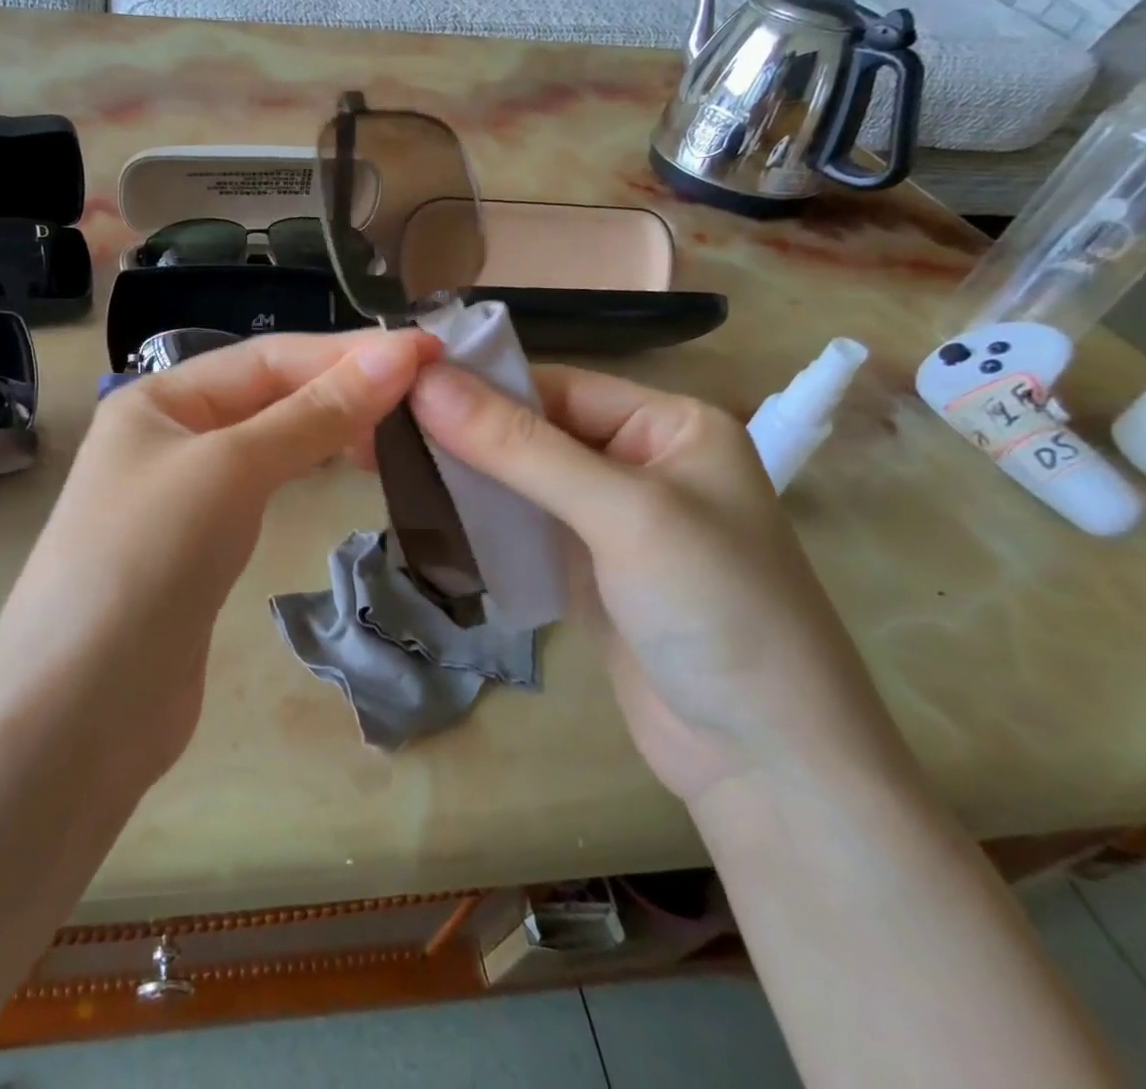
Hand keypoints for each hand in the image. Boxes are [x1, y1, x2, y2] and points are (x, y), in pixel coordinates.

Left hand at [0, 328, 440, 783]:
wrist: (79, 710)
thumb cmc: (147, 560)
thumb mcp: (231, 469)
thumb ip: (313, 414)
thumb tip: (396, 355)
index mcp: (158, 400)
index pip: (267, 358)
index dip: (347, 352)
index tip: (427, 352)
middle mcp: (168, 437)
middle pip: (269, 395)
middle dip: (343, 387)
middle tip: (426, 393)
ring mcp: (183, 495)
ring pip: (270, 442)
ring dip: (330, 427)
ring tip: (399, 424)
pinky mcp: (200, 548)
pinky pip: (264, 490)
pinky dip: (308, 472)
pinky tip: (346, 469)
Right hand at [409, 365, 911, 812]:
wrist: (766, 764)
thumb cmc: (714, 610)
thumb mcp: (619, 513)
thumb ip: (519, 446)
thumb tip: (426, 381)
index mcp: (668, 424)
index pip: (555, 385)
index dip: (479, 385)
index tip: (398, 388)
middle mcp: (639, 460)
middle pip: (533, 429)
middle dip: (464, 432)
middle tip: (379, 428)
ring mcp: (610, 518)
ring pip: (520, 478)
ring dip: (465, 475)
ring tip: (387, 462)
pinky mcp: (586, 567)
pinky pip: (522, 524)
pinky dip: (479, 518)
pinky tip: (426, 510)